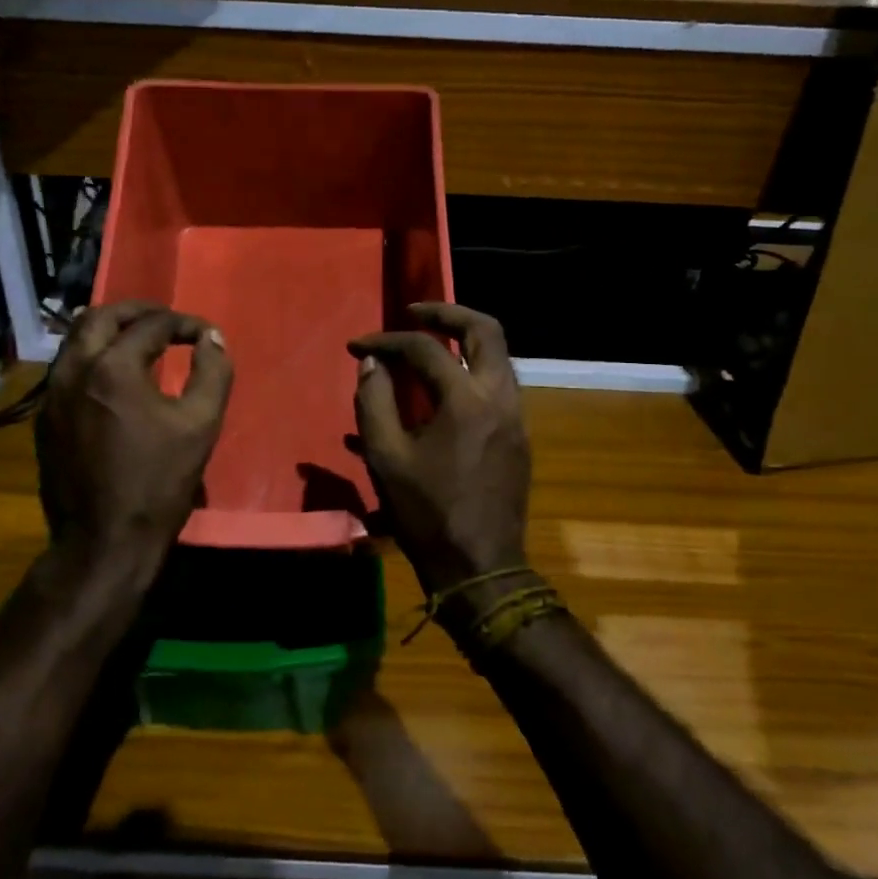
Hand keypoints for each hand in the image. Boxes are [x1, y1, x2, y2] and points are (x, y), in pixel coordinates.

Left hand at [35, 301, 232, 589]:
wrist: (104, 539)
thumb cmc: (159, 482)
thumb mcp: (200, 425)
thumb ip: (213, 372)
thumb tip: (212, 338)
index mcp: (114, 367)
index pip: (153, 325)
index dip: (184, 323)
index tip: (205, 334)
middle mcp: (74, 370)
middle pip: (101, 316)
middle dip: (137, 312)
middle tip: (166, 320)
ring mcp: (52, 394)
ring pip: (76, 339)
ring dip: (109, 330)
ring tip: (139, 340)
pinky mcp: (44, 418)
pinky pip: (66, 368)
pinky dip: (92, 357)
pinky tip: (113, 377)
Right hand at [348, 303, 529, 594]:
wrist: (480, 566)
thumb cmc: (426, 514)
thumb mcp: (385, 458)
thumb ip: (374, 402)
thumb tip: (371, 364)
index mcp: (466, 401)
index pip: (425, 349)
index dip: (387, 341)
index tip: (358, 347)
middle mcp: (500, 397)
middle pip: (485, 329)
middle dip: (447, 313)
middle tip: (414, 312)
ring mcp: (517, 416)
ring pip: (498, 356)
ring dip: (465, 340)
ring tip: (430, 342)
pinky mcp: (519, 435)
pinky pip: (499, 384)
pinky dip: (473, 370)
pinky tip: (445, 387)